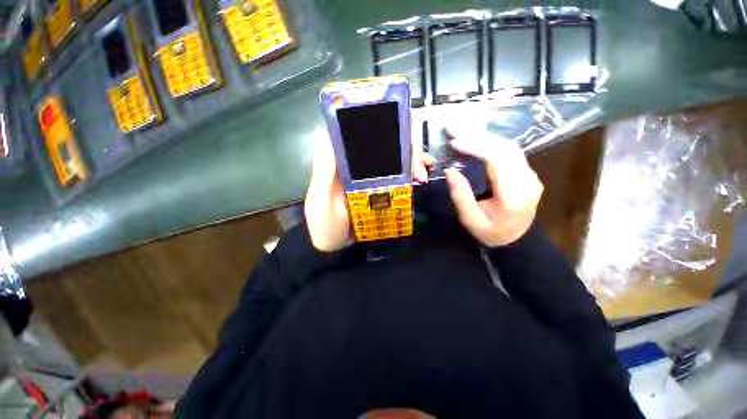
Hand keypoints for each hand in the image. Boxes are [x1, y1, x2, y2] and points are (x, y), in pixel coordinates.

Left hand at [304, 136, 433, 251]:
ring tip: (424, 173)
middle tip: (420, 164)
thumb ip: (324, 174)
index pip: (357, 131)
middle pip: (382, 142)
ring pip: (392, 156)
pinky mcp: (377, 187)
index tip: (399, 130)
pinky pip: (396, 174)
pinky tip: (420, 178)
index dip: (377, 124)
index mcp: (337, 161)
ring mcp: (368, 175)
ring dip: (411, 159)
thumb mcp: (319, 201)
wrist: (332, 247)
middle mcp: (354, 163)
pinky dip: (410, 172)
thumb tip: (333, 136)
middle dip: (404, 146)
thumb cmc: (323, 225)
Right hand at [444, 134, 542, 246]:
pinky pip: (510, 152)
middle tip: (454, 130)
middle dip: (478, 136)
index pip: (497, 160)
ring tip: (462, 133)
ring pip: (509, 146)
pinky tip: (477, 141)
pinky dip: (491, 143)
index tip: (454, 142)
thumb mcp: (471, 220)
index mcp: (513, 195)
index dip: (476, 147)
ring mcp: (531, 175)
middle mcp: (527, 180)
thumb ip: (461, 196)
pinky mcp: (527, 172)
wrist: (517, 240)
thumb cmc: (491, 233)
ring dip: (485, 137)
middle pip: (505, 148)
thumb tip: (450, 171)